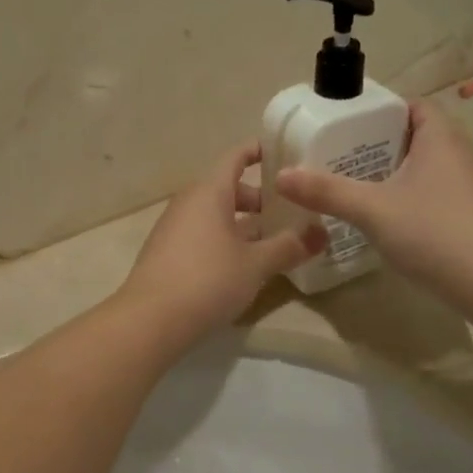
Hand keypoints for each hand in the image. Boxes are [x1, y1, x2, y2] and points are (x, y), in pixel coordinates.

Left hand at [120, 142, 326, 342]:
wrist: (150, 321)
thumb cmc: (208, 280)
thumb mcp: (256, 265)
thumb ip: (289, 247)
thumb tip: (322, 234)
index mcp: (209, 192)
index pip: (236, 156)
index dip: (260, 151)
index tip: (285, 154)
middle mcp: (189, 203)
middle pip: (228, 189)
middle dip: (260, 199)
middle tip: (290, 212)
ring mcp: (174, 229)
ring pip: (216, 215)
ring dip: (244, 224)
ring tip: (274, 241)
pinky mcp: (168, 255)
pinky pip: (203, 236)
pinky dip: (226, 241)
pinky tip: (244, 265)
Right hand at [274, 101, 472, 289]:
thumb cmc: (431, 231)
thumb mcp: (372, 210)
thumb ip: (327, 191)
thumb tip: (282, 176)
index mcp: (441, 136)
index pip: (411, 106)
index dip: (380, 113)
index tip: (348, 130)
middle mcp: (462, 152)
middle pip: (417, 136)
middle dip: (382, 146)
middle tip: (344, 161)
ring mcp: (472, 184)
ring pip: (428, 167)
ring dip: (398, 174)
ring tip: (361, 190)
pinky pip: (438, 192)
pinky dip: (414, 197)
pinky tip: (392, 220)